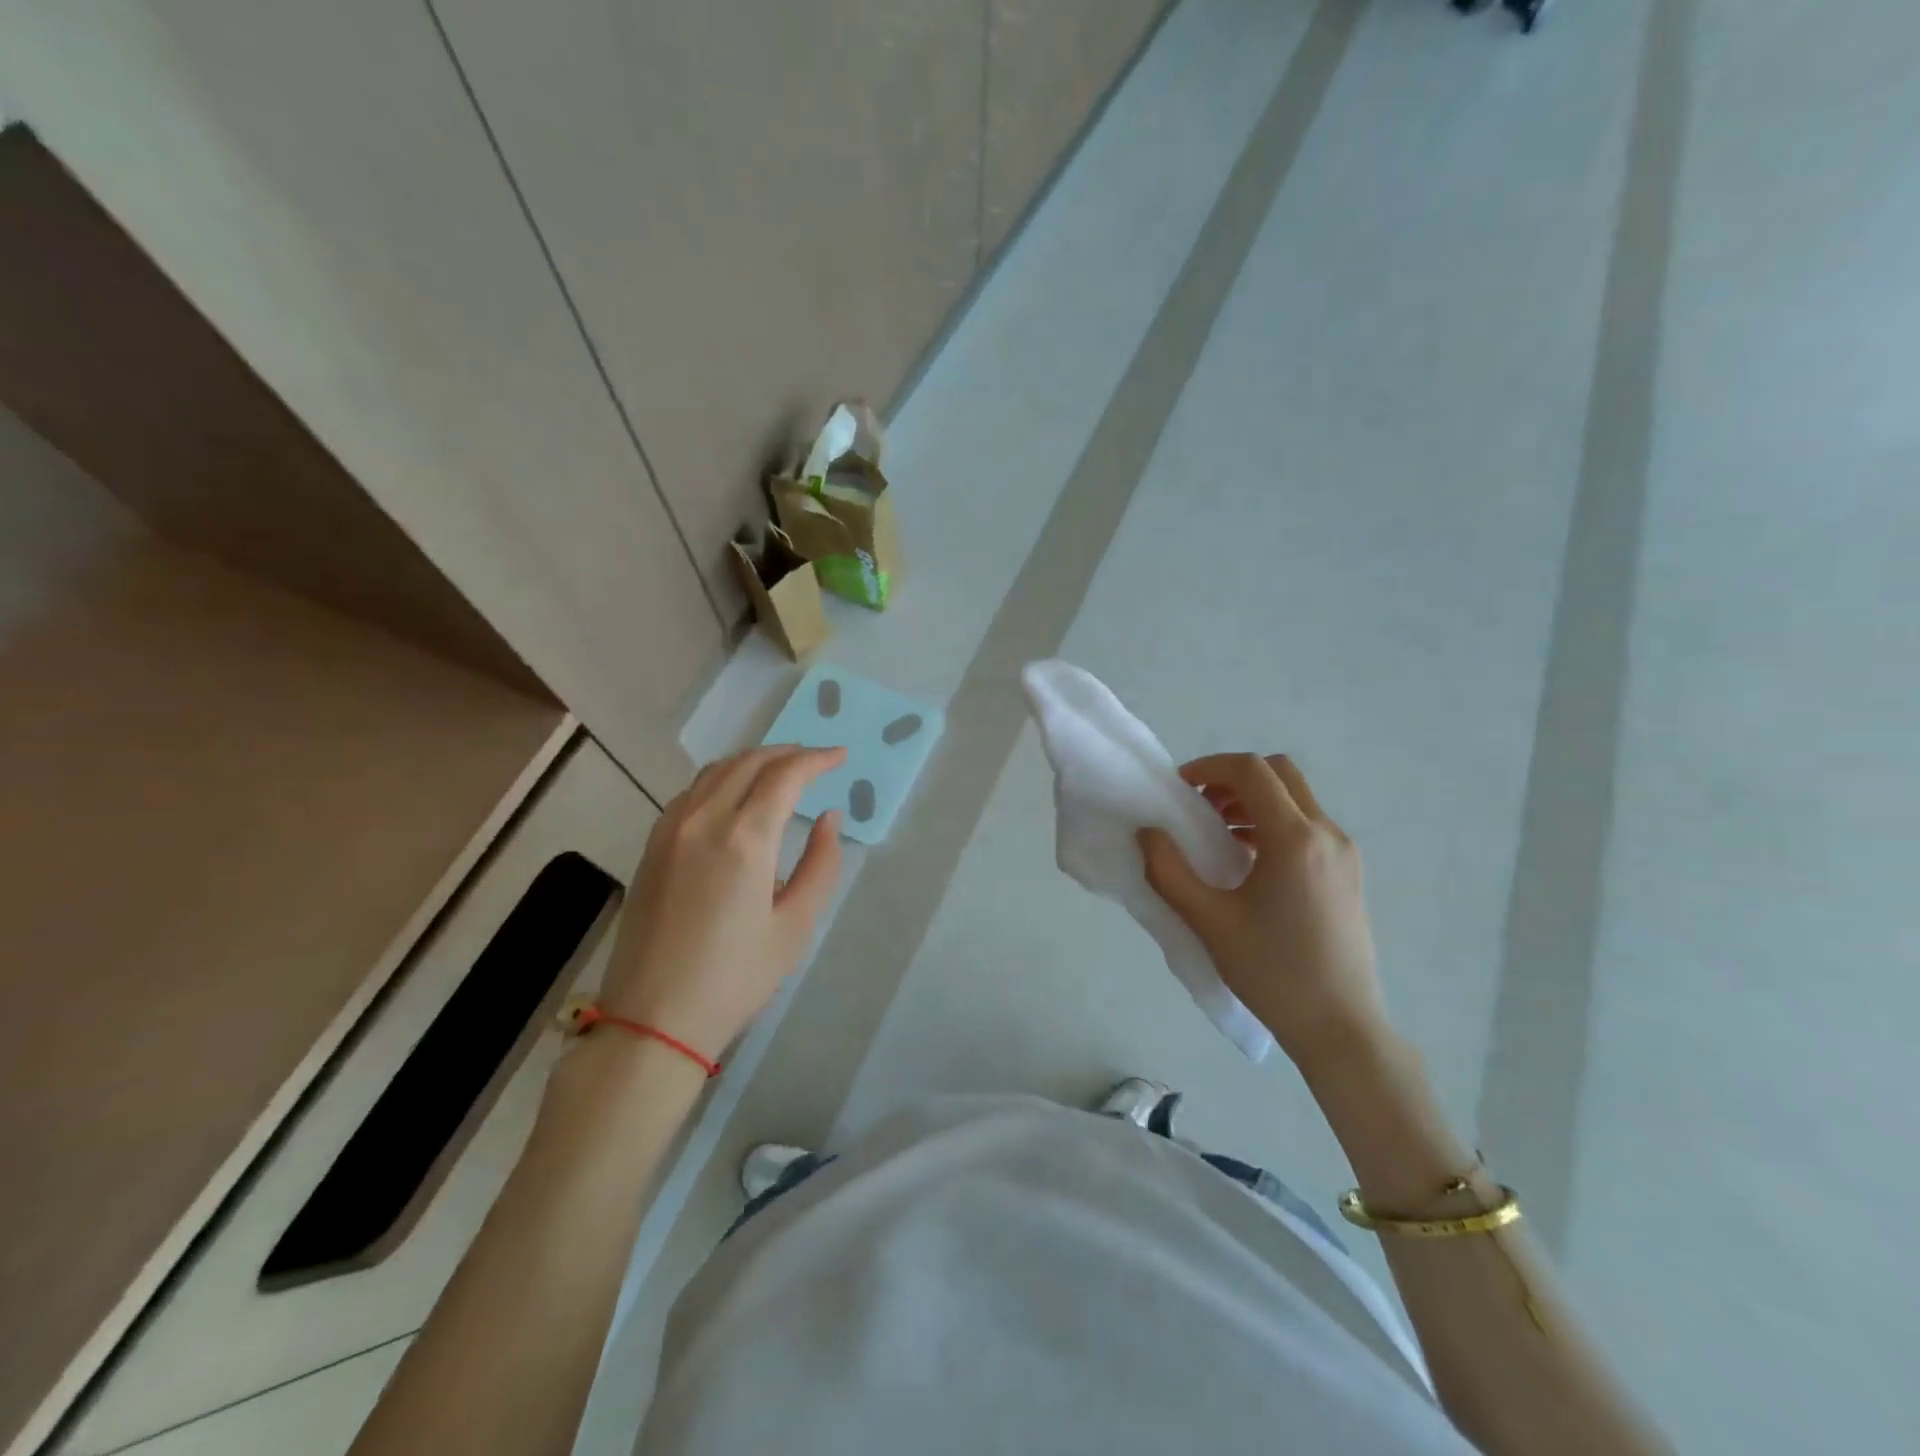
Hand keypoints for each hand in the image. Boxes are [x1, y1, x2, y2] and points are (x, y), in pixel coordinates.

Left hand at [600, 745, 845, 1061]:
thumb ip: (820, 863)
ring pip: (716, 771)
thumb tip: (829, 818)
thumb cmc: (736, 977)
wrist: (653, 1018)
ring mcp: (670, 829)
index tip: (840, 757)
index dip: (817, 759)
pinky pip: (692, 792)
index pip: (785, 775)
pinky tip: (735, 796)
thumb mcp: (795, 925)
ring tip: (781, 771)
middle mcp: (703, 819)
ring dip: (753, 761)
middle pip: (749, 762)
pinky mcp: (652, 845)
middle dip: (787, 753)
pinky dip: (722, 779)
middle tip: (816, 761)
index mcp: (744, 838)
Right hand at [1139, 753, 1388, 1072]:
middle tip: (1199, 806)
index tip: (1179, 788)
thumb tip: (1147, 832)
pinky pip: (1307, 826)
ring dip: (1253, 800)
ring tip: (1217, 835)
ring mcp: (1344, 853)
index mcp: (1295, 839)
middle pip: (1279, 773)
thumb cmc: (1272, 973)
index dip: (1210, 767)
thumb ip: (1169, 871)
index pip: (1252, 771)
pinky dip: (1273, 823)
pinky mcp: (1349, 873)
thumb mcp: (1209, 922)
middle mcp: (1327, 834)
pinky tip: (1247, 861)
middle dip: (1233, 778)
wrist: (1341, 1028)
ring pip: (1296, 798)